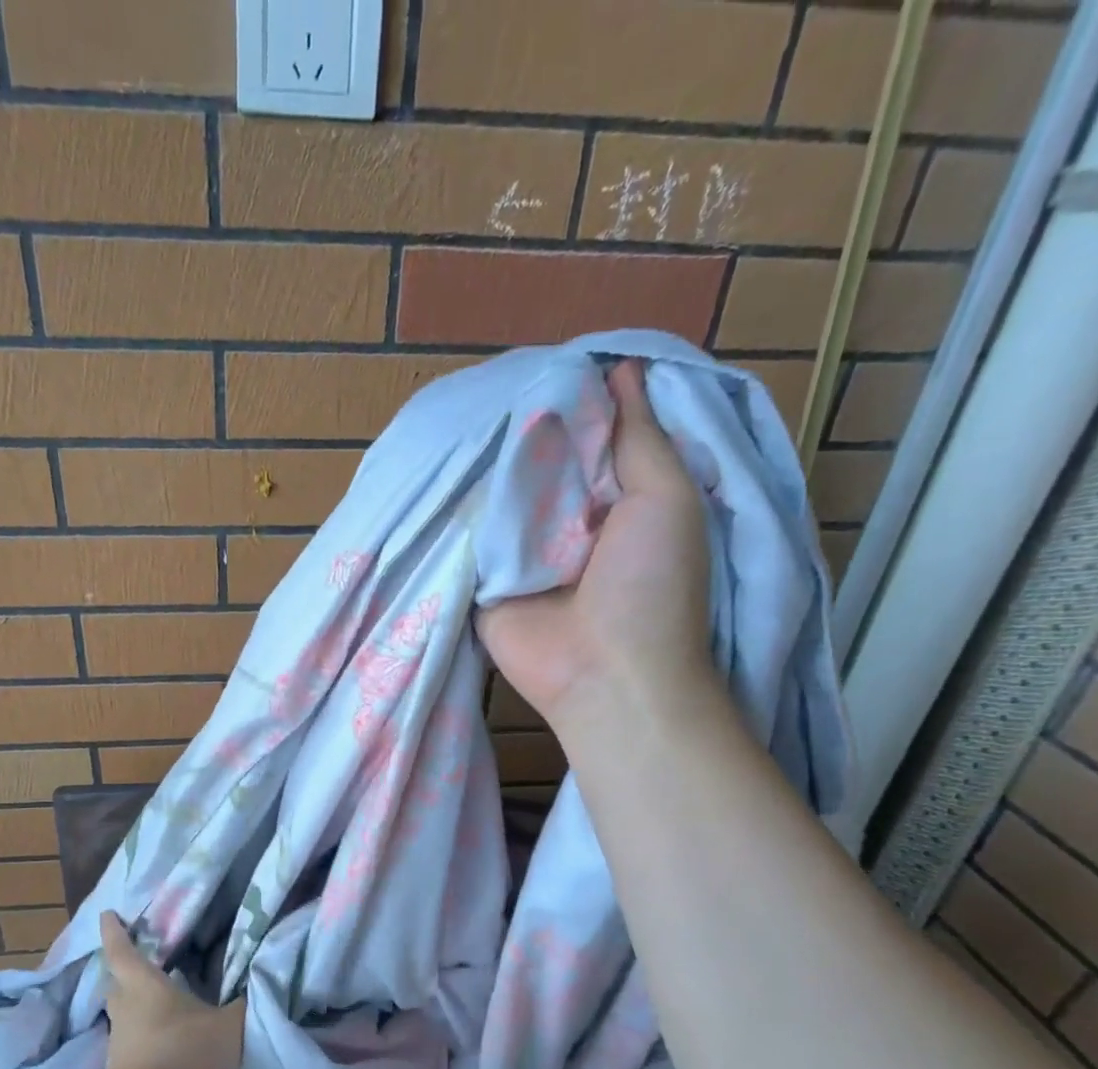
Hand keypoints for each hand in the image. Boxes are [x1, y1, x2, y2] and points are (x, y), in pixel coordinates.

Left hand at [96, 911, 244, 1068]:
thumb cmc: (184, 1054)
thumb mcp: (230, 1025)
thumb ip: (246, 1004)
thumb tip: (262, 984)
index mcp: (144, 985)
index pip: (122, 949)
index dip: (114, 930)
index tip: (107, 914)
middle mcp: (126, 1008)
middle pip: (117, 982)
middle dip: (124, 969)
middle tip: (138, 960)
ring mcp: (121, 1042)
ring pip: (123, 1014)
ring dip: (135, 1005)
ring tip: (157, 1002)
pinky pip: (132, 1042)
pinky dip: (144, 1036)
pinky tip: (164, 1042)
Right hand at [479, 361, 721, 734]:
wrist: (604, 674)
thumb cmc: (651, 585)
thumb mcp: (666, 497)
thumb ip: (641, 436)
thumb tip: (620, 368)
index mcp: (616, 497)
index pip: (586, 436)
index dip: (567, 401)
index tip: (539, 364)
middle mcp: (567, 520)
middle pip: (536, 461)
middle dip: (516, 430)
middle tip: (479, 387)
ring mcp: (522, 552)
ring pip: (498, 495)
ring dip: (481, 467)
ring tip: (447, 419)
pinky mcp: (485, 580)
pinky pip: (468, 536)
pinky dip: (456, 511)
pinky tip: (430, 474)